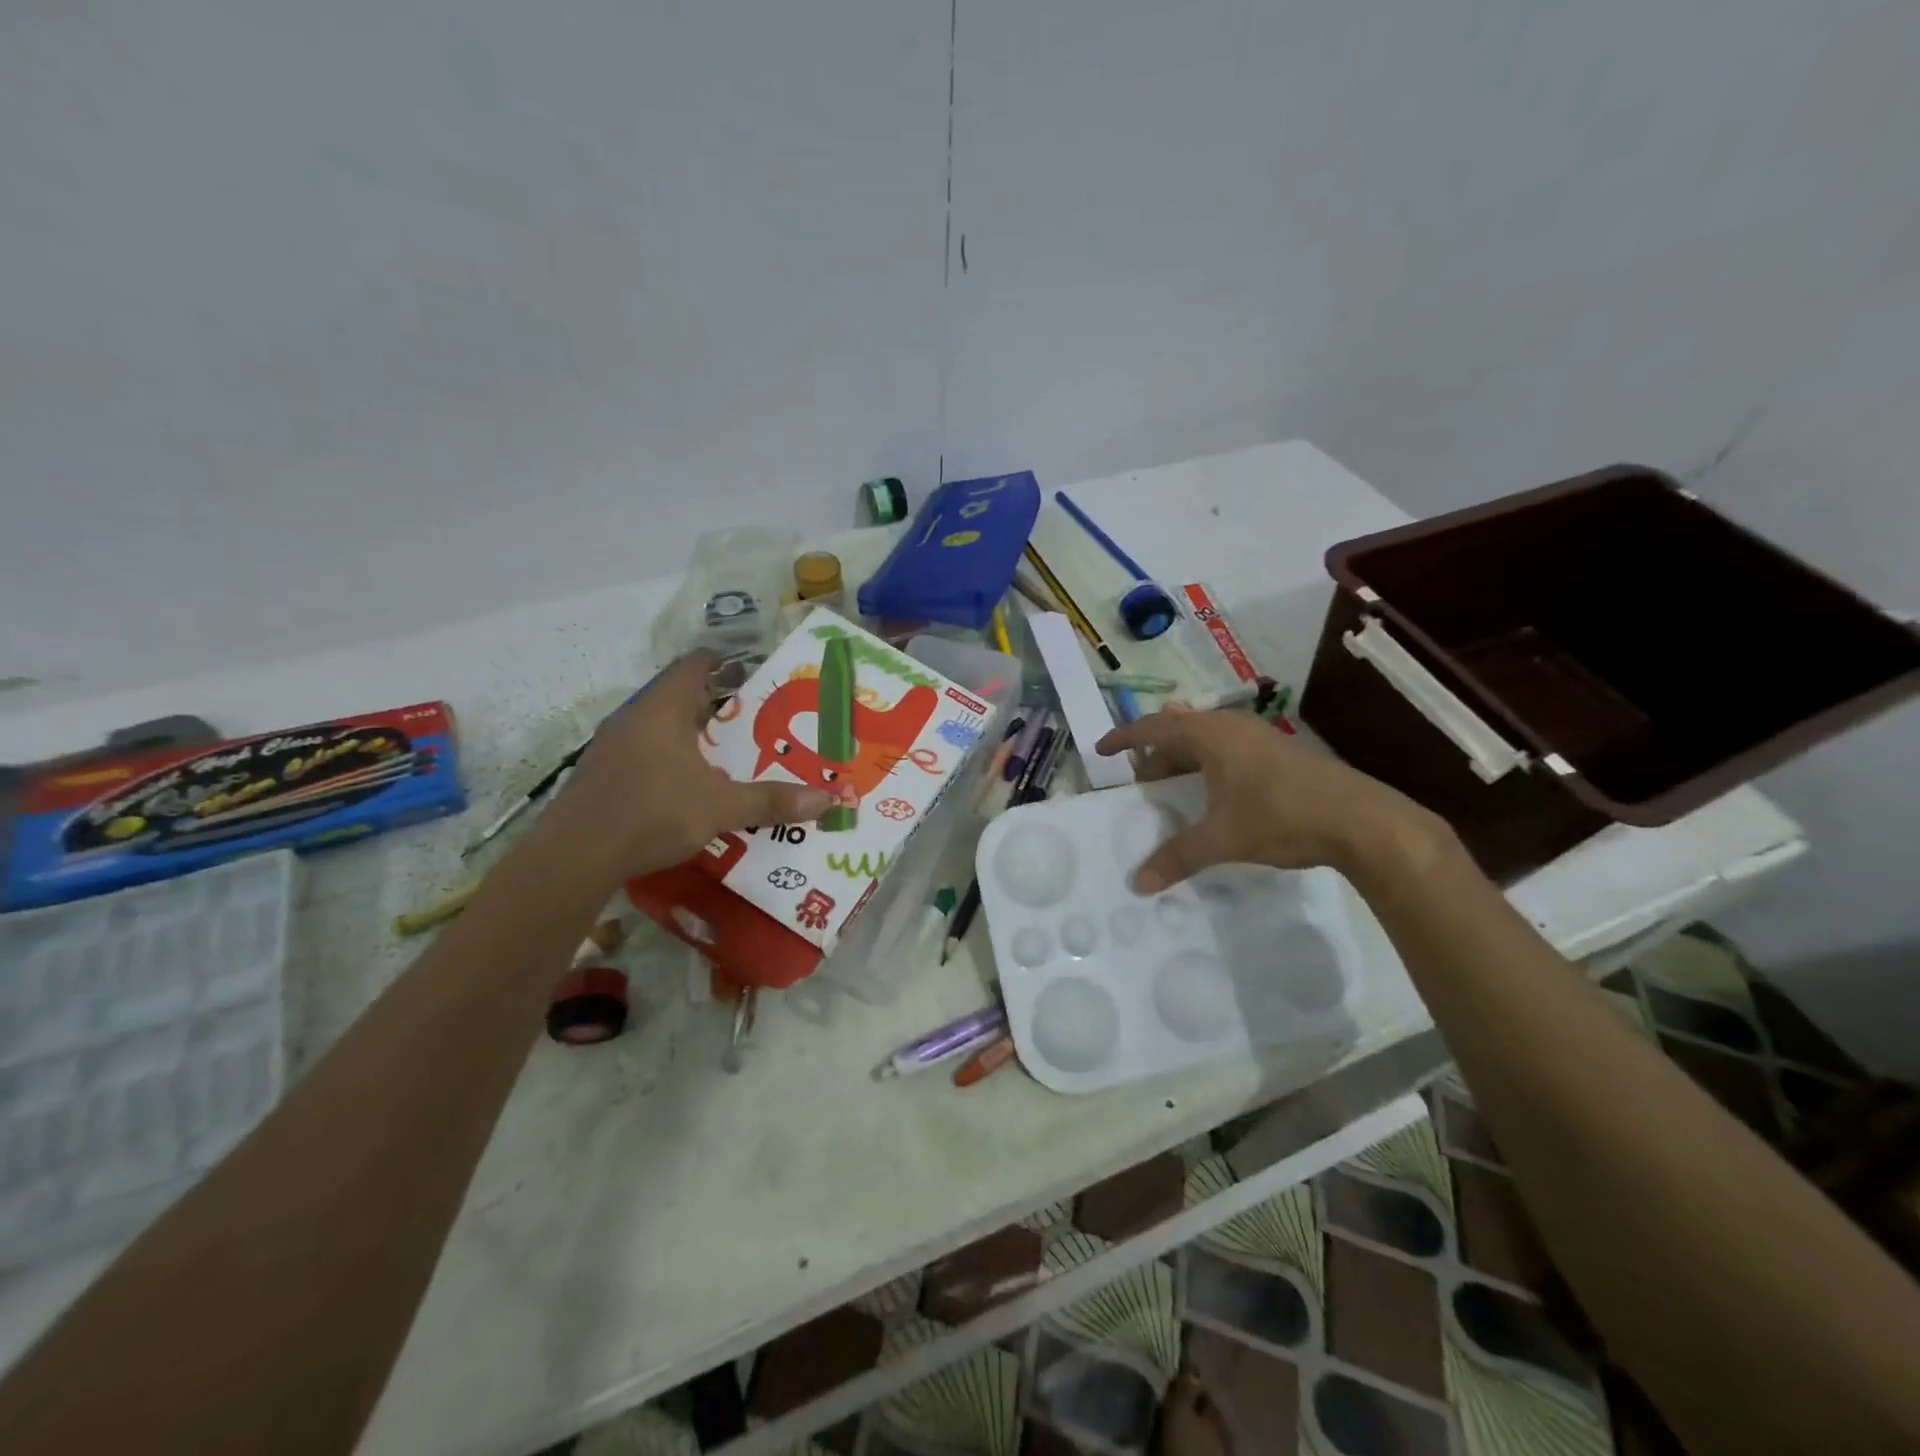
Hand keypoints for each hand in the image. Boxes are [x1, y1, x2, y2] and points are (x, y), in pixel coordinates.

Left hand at [547, 652, 831, 877]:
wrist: (575, 857)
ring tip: (726, 753)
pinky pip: (644, 754)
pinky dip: (669, 760)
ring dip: (690, 736)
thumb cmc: (652, 813)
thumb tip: (829, 800)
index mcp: (662, 710)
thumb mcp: (721, 807)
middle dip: (714, 705)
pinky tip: (687, 786)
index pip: (693, 666)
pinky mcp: (601, 776)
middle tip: (752, 718)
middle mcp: (633, 719)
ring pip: (659, 729)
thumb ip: (772, 801)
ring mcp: (611, 748)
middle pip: (677, 697)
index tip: (750, 669)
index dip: (722, 662)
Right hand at [1095, 707, 1439, 890]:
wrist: (1363, 820)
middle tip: (1140, 784)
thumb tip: (1138, 884)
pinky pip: (1228, 751)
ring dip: (1184, 762)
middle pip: (1179, 731)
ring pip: (1207, 741)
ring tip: (1172, 790)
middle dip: (1155, 755)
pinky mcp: (1280, 754)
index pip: (1153, 729)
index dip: (1123, 739)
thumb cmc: (1282, 817)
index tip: (1101, 751)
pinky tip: (1214, 796)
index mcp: (1211, 735)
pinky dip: (1208, 768)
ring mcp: (1260, 737)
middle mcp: (1232, 727)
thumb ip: (1177, 857)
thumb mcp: (1222, 839)